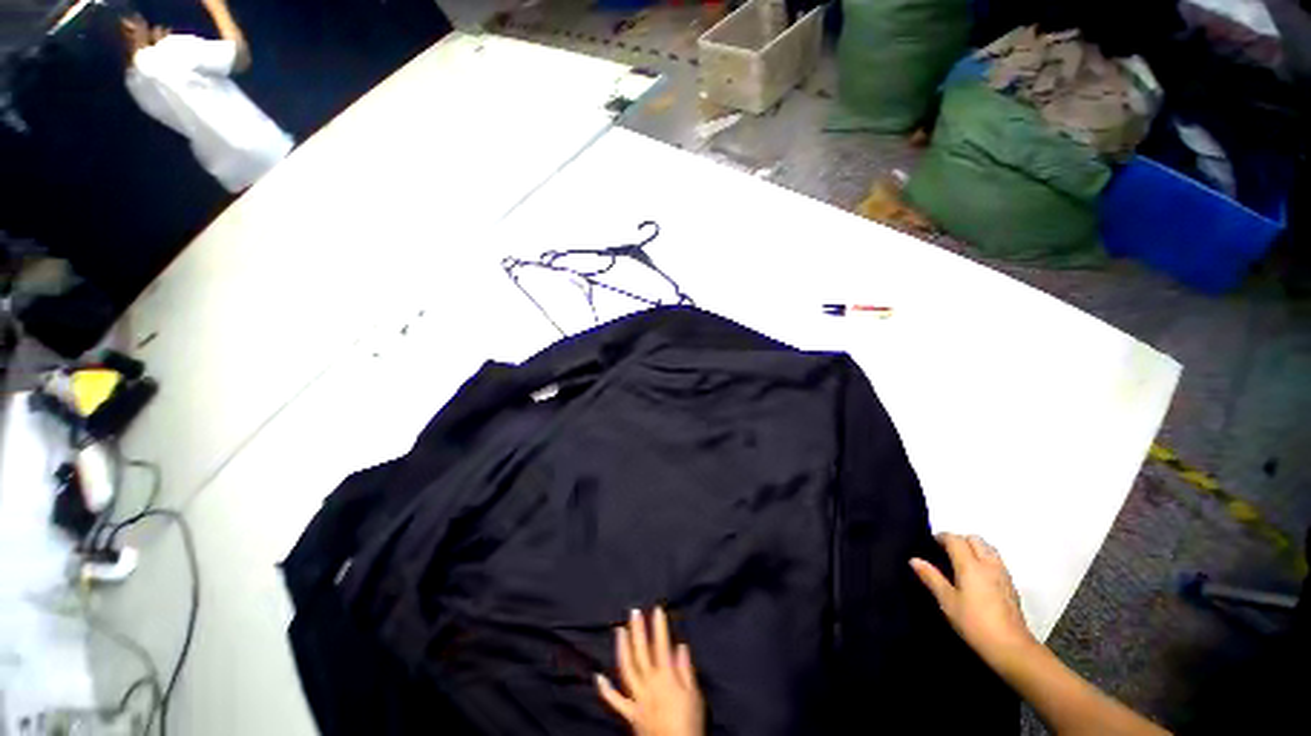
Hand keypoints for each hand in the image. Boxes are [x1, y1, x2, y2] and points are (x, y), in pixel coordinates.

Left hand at [596, 608, 704, 735]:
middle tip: (633, 611)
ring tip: (619, 630)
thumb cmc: (689, 723)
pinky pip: (615, 701)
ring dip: (622, 648)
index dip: (659, 626)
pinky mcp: (630, 714)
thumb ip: (686, 670)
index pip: (661, 646)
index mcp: (666, 678)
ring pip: (626, 669)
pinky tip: (597, 677)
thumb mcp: (694, 695)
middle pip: (641, 653)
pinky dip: (605, 690)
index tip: (656, 608)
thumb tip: (680, 646)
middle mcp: (649, 684)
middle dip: (637, 630)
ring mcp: (637, 698)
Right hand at [911, 533, 1038, 671]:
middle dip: (959, 540)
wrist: (1011, 646)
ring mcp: (1003, 574)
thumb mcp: (947, 601)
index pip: (955, 539)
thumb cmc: (974, 623)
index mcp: (970, 565)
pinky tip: (977, 576)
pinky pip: (996, 560)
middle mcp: (988, 564)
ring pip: (988, 548)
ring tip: (961, 562)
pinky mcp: (1011, 585)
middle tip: (945, 552)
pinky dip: (984, 559)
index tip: (930, 544)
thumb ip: (931, 578)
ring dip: (974, 548)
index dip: (941, 537)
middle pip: (974, 539)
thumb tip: (914, 559)